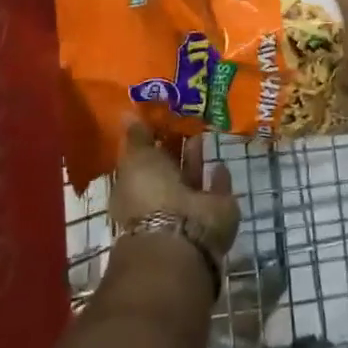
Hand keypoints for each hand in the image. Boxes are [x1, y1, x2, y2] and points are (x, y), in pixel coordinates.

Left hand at [109, 123, 239, 259]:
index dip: (149, 141)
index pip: (142, 161)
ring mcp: (188, 209)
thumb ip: (136, 136)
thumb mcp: (136, 157)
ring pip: (191, 179)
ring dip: (195, 159)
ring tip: (200, 133)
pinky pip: (216, 191)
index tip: (159, 117)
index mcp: (135, 190)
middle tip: (183, 120)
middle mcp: (160, 201)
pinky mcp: (215, 213)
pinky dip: (219, 179)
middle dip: (174, 148)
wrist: (182, 234)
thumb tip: (127, 113)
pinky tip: (220, 163)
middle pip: (168, 170)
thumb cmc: (150, 193)